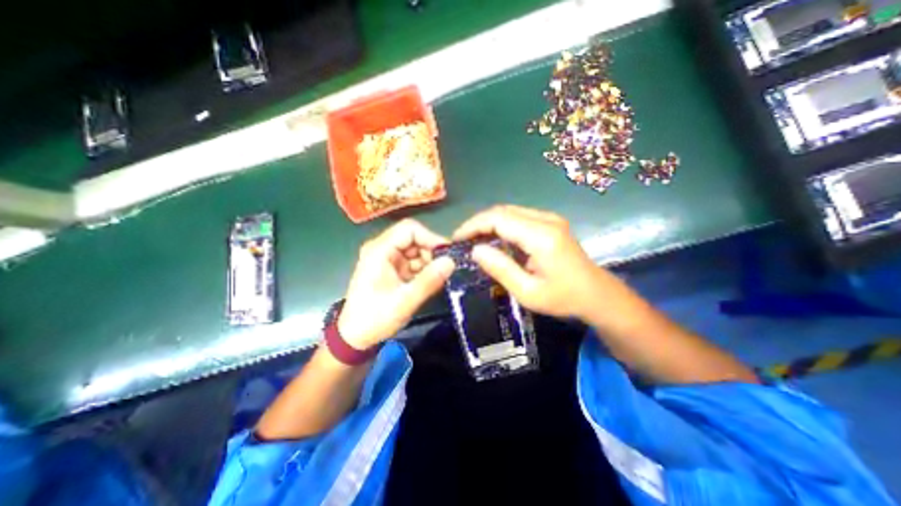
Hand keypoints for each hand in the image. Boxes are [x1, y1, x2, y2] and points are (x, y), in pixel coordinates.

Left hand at [338, 220, 454, 349]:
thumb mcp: (405, 301)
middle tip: (443, 270)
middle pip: (413, 239)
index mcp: (379, 250)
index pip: (409, 229)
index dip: (430, 238)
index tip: (447, 254)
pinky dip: (422, 270)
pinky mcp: (390, 269)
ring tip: (436, 279)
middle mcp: (382, 249)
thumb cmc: (375, 318)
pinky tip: (427, 283)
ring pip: (415, 250)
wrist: (354, 337)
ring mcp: (386, 259)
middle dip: (430, 252)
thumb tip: (452, 261)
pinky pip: (411, 261)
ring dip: (428, 262)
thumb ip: (429, 280)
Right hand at [455, 204, 628, 319]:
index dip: (473, 225)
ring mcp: (550, 218)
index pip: (498, 219)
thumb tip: (475, 250)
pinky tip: (494, 239)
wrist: (597, 294)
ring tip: (474, 240)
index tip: (457, 239)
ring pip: (509, 211)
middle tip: (463, 240)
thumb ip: (501, 269)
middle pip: (502, 210)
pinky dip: (501, 225)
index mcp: (541, 236)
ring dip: (489, 223)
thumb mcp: (528, 292)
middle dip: (478, 223)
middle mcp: (546, 220)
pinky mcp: (551, 222)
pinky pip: (519, 217)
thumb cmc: (563, 298)